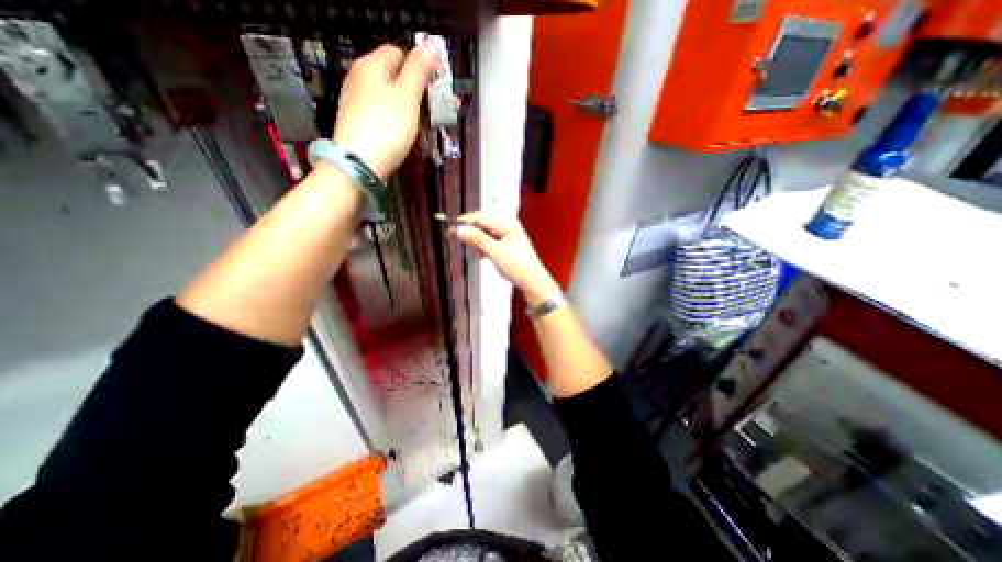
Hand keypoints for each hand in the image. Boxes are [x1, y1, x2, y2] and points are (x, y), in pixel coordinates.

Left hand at [332, 39, 438, 176]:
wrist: (358, 163)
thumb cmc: (387, 127)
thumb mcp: (407, 96)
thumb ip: (420, 70)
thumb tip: (432, 43)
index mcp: (371, 65)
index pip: (399, 53)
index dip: (420, 67)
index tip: (435, 89)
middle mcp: (360, 77)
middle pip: (394, 75)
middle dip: (418, 90)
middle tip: (437, 110)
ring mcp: (356, 100)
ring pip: (389, 96)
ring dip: (410, 106)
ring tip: (424, 124)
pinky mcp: (357, 121)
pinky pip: (381, 112)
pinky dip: (395, 118)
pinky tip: (403, 132)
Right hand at [450, 212, 559, 307]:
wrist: (532, 281)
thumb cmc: (517, 266)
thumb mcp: (496, 252)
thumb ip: (478, 239)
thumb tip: (459, 229)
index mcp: (507, 223)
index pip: (480, 217)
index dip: (464, 222)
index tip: (449, 229)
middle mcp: (507, 225)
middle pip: (482, 223)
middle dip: (469, 231)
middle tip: (454, 238)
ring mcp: (507, 234)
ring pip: (485, 232)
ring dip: (477, 240)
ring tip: (476, 252)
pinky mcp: (506, 243)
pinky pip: (490, 239)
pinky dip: (484, 246)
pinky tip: (483, 255)